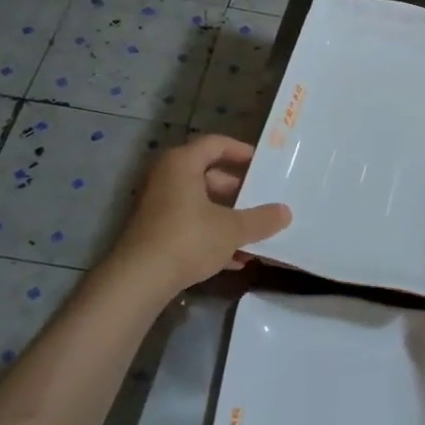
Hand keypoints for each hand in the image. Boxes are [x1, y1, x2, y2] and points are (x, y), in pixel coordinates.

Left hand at [113, 135, 291, 293]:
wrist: (138, 280)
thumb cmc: (188, 239)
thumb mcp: (232, 229)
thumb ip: (261, 219)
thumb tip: (285, 212)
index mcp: (182, 164)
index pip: (216, 144)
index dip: (242, 151)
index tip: (264, 165)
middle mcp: (167, 178)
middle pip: (209, 176)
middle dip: (239, 191)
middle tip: (263, 202)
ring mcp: (158, 206)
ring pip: (201, 204)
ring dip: (228, 218)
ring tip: (255, 234)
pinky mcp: (155, 232)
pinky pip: (190, 225)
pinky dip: (212, 235)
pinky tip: (236, 259)